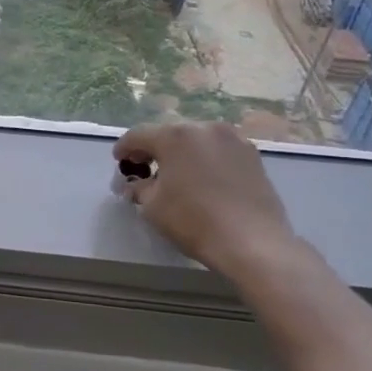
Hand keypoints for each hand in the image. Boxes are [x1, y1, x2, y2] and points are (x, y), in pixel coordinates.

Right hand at [113, 121, 299, 278]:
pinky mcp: (253, 155)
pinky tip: (202, 179)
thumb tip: (135, 184)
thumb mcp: (152, 206)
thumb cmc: (193, 220)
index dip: (123, 148)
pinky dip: (205, 159)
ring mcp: (233, 140)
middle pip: (169, 134)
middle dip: (154, 149)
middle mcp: (205, 129)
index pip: (138, 135)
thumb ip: (139, 188)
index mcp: (174, 136)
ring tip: (176, 174)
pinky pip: (219, 150)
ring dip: (182, 153)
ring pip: (197, 140)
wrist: (252, 241)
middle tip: (145, 169)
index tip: (118, 162)